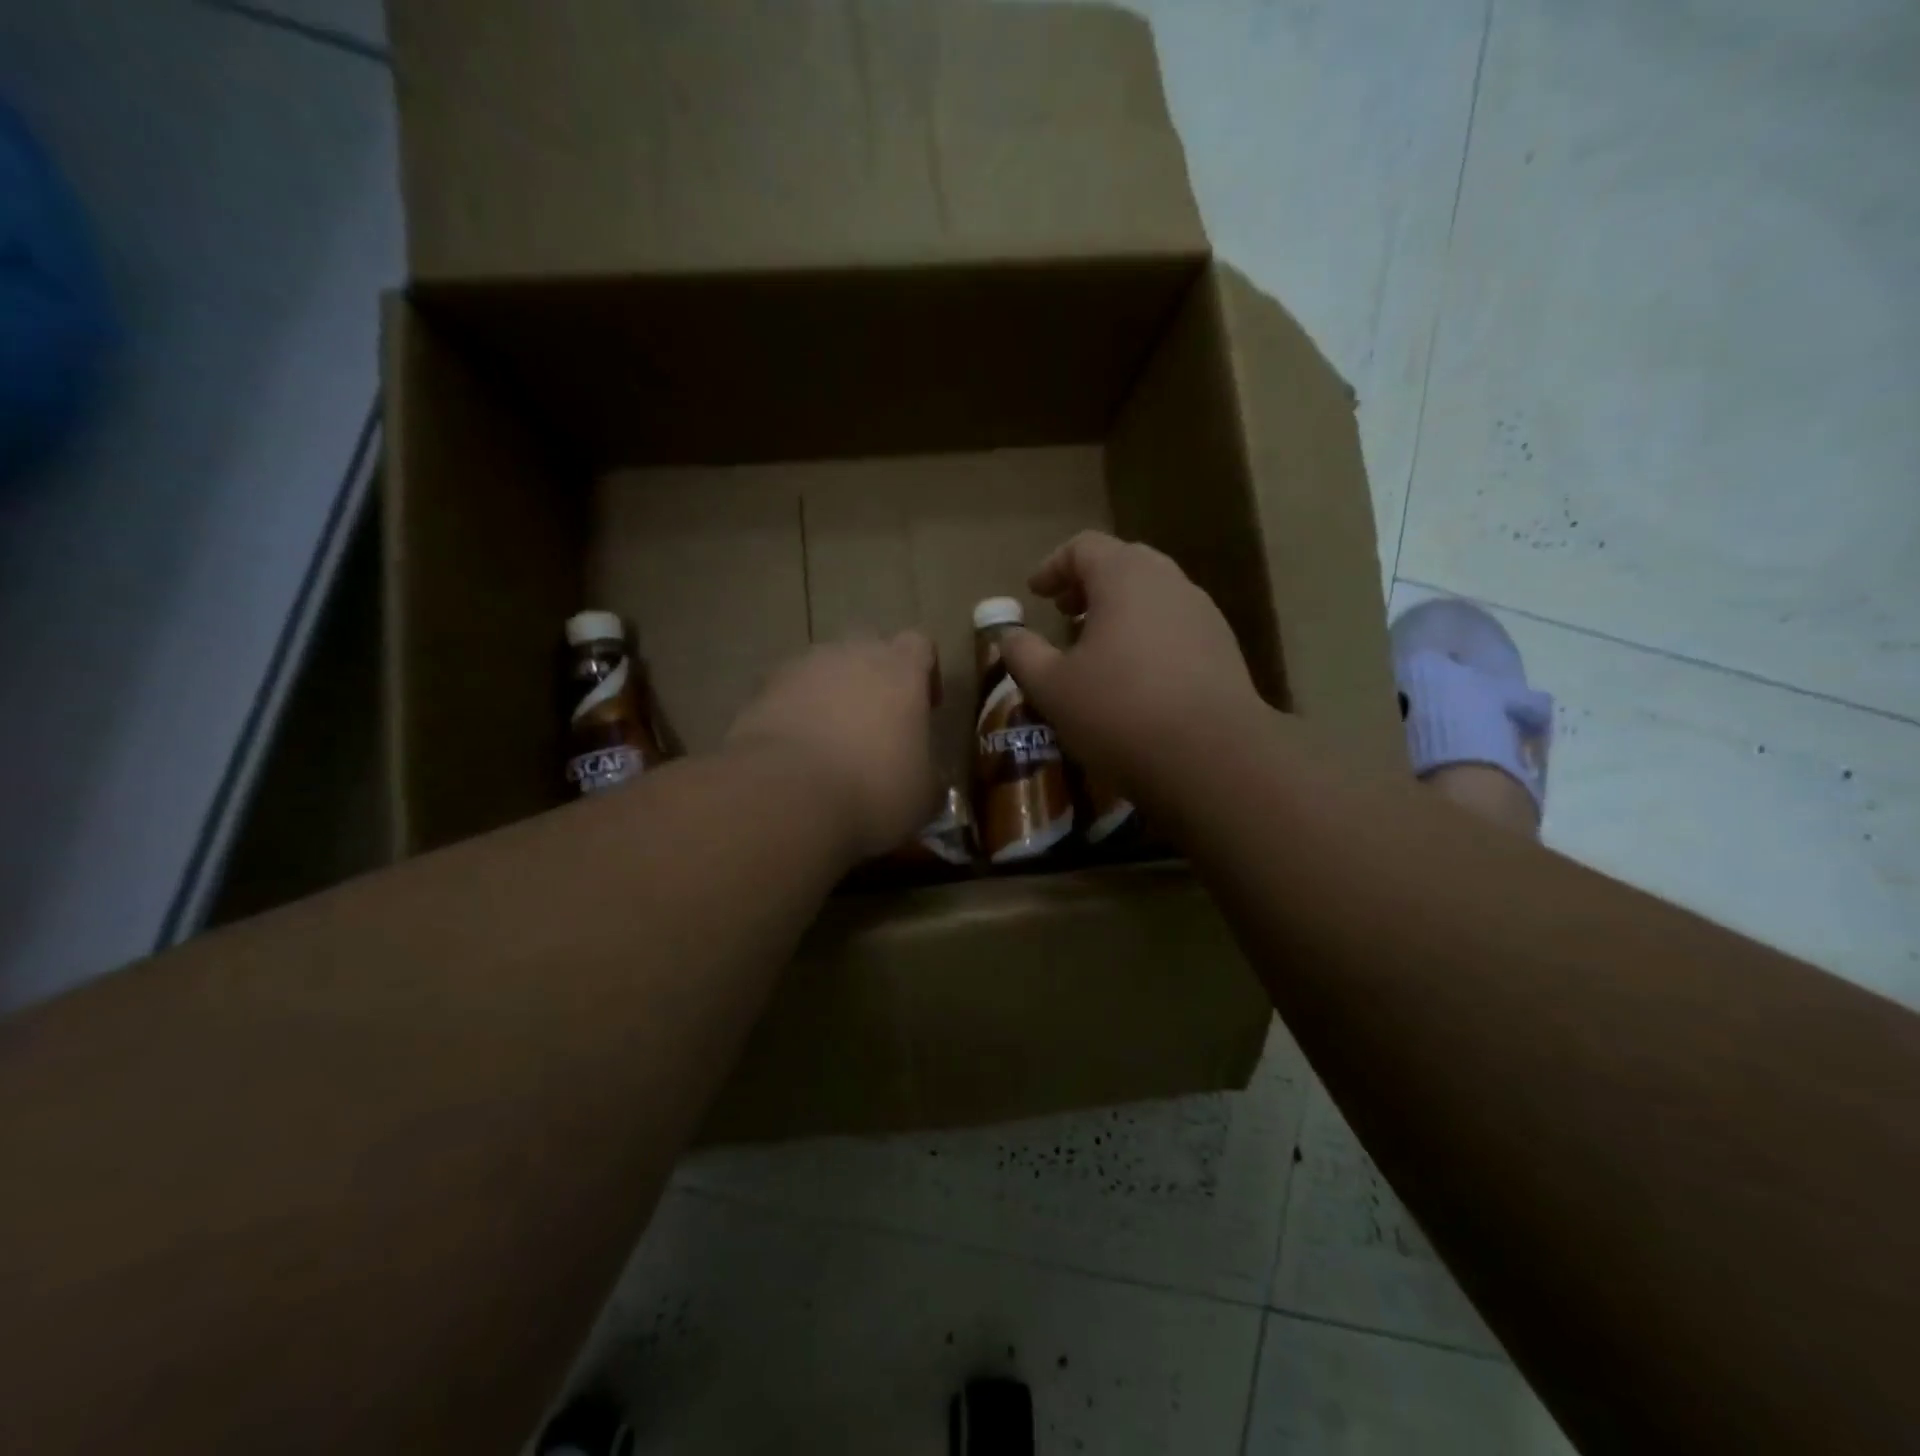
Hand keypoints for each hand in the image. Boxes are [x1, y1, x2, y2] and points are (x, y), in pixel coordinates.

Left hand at [724, 633, 939, 862]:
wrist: (785, 796)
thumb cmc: (873, 790)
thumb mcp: (923, 795)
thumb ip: (927, 771)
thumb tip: (923, 775)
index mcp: (900, 670)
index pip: (919, 645)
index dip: (925, 673)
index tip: (925, 708)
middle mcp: (851, 654)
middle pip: (868, 650)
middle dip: (875, 680)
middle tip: (877, 725)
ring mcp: (800, 669)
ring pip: (823, 671)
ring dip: (832, 697)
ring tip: (832, 744)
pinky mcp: (760, 692)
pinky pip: (788, 696)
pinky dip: (795, 715)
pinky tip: (797, 756)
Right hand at [997, 532, 1265, 795]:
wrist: (1212, 757)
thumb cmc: (1119, 711)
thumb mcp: (1051, 687)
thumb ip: (1022, 654)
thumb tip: (1009, 635)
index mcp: (1125, 576)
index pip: (1084, 546)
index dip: (1053, 567)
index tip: (1035, 595)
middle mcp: (1169, 582)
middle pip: (1123, 564)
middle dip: (1088, 585)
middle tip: (1065, 614)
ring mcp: (1203, 613)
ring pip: (1153, 595)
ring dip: (1119, 611)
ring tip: (1097, 648)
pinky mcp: (1224, 648)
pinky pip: (1175, 625)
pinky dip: (1147, 635)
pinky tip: (1135, 677)